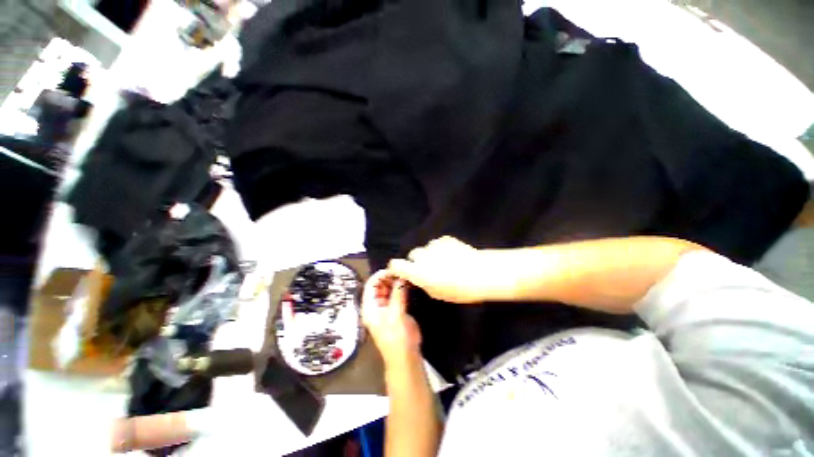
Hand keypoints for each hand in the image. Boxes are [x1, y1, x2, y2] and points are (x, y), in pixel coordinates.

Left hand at [361, 270, 421, 366]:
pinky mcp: (395, 310)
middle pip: (379, 286)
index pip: (371, 285)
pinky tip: (408, 282)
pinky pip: (396, 295)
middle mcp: (376, 306)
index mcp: (370, 307)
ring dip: (395, 282)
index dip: (380, 275)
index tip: (393, 269)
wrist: (405, 357)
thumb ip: (398, 294)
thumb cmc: (396, 337)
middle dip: (389, 277)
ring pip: (388, 290)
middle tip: (402, 271)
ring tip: (406, 274)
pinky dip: (401, 288)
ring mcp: (386, 308)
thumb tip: (402, 276)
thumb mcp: (396, 314)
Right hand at [387, 236, 493, 303]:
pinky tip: (452, 256)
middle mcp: (422, 256)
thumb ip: (422, 283)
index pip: (396, 264)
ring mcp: (433, 246)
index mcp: (417, 271)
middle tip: (429, 269)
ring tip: (444, 262)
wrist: (481, 273)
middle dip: (417, 261)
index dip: (396, 267)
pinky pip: (438, 244)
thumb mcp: (436, 293)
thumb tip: (417, 278)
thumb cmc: (459, 289)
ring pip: (426, 249)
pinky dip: (441, 249)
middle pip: (413, 255)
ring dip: (430, 255)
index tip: (400, 270)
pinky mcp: (445, 239)